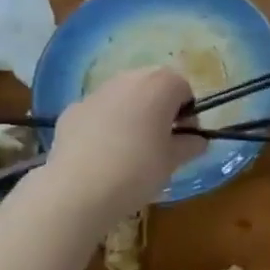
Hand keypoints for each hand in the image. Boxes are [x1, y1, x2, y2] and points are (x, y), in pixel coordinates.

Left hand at [43, 67, 204, 220]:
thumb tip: (197, 140)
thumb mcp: (174, 160)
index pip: (184, 88)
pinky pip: (98, 112)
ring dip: (132, 112)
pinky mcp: (72, 110)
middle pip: (152, 85)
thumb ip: (191, 144)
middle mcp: (128, 79)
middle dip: (159, 107)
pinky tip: (102, 154)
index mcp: (160, 85)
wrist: (77, 190)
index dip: (188, 112)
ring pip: (123, 96)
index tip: (184, 137)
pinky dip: (104, 124)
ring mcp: (96, 93)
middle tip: (160, 140)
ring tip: (129, 148)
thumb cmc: (138, 170)